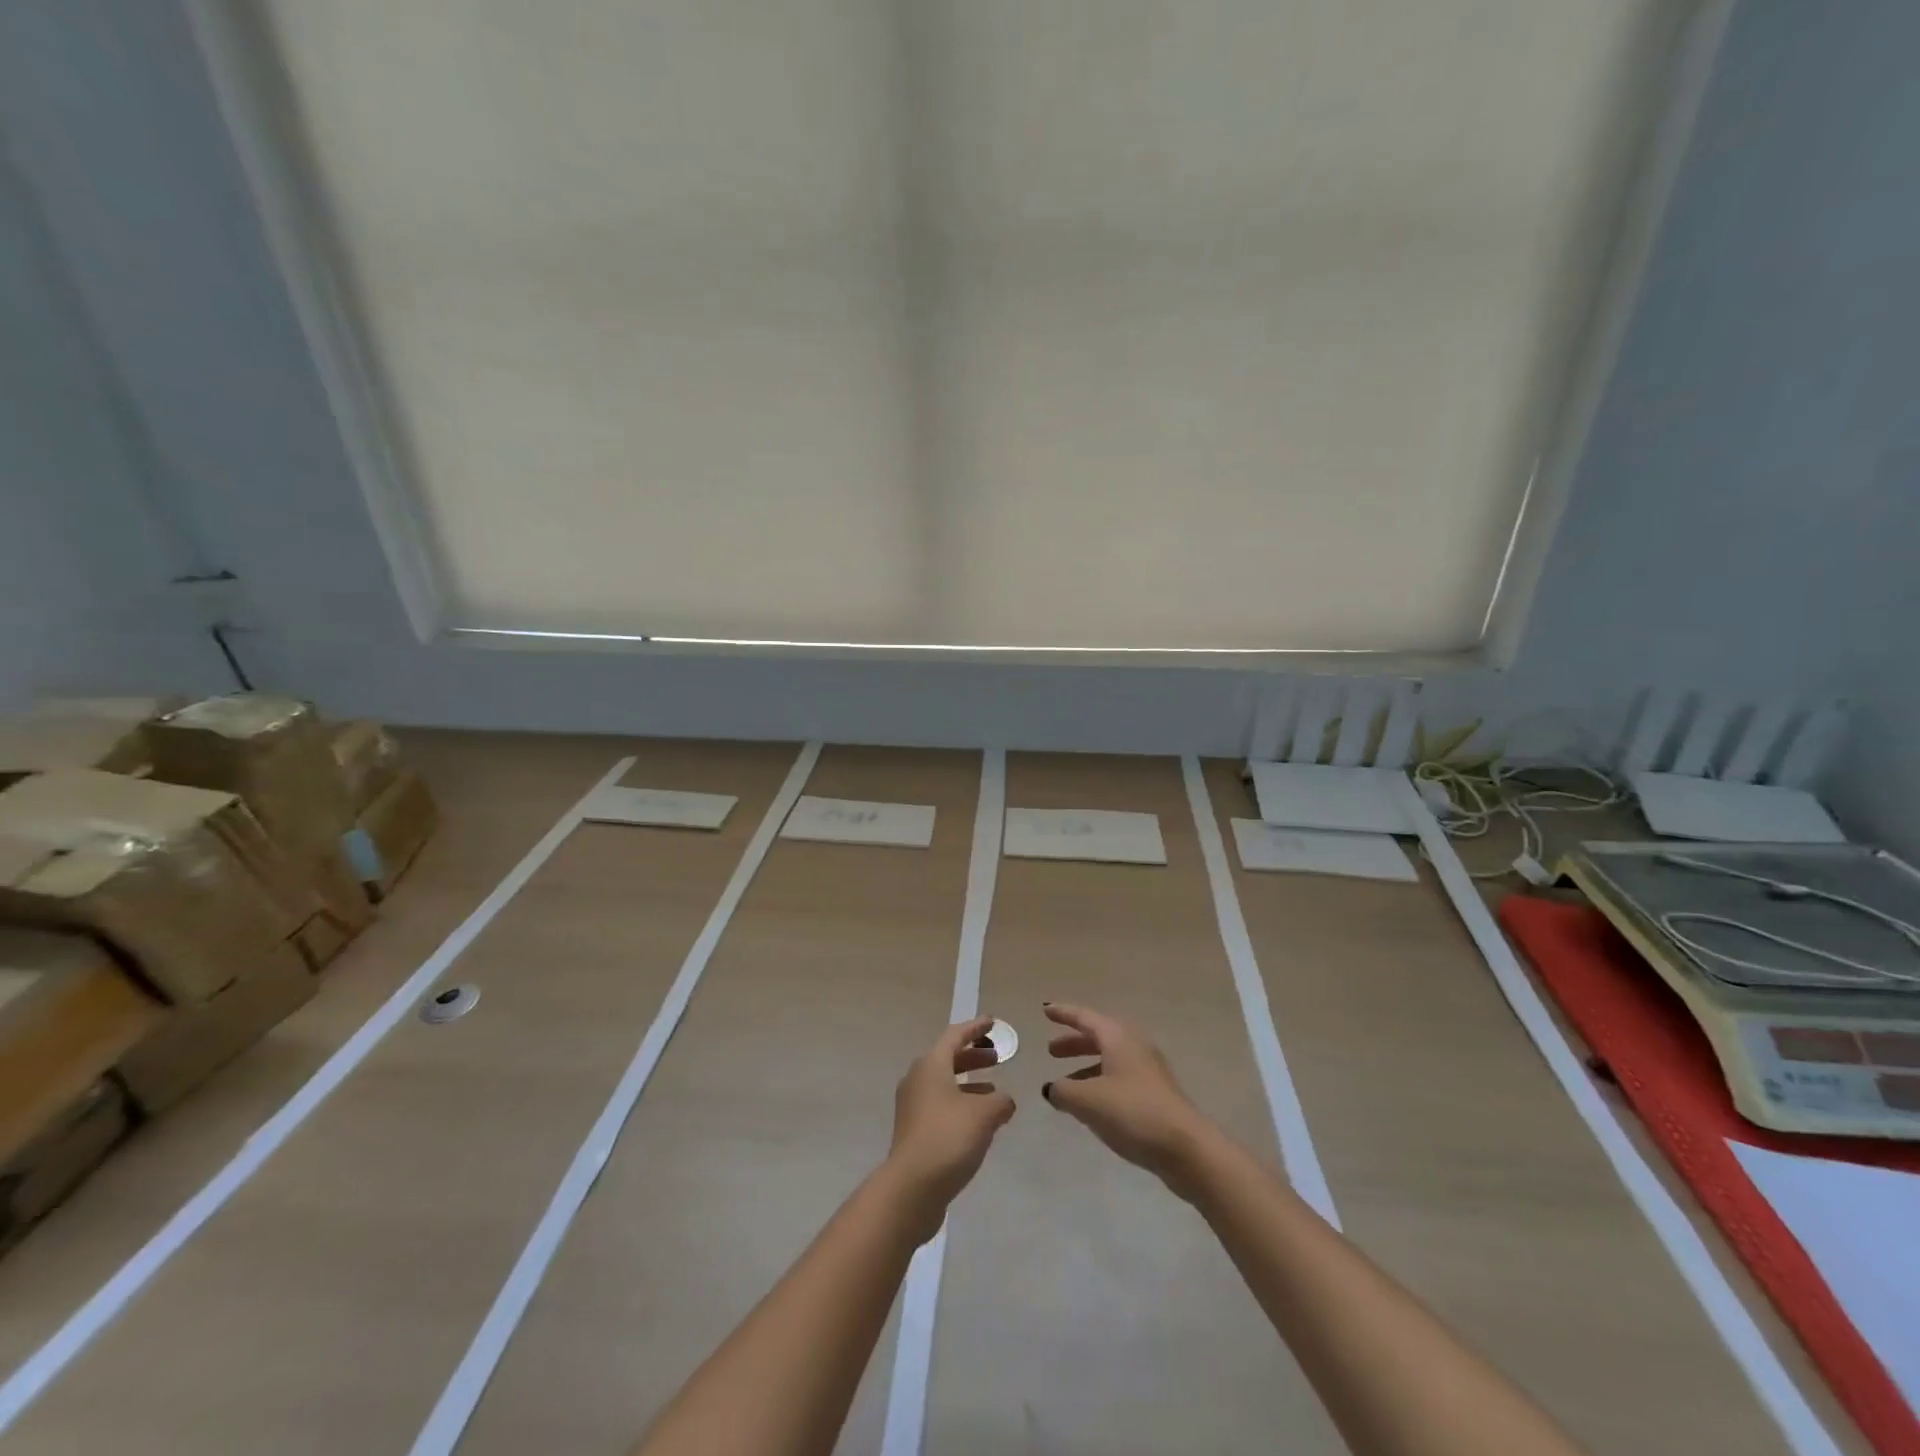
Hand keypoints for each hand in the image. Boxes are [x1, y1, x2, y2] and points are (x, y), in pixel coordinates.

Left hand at [884, 1016, 1015, 1239]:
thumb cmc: (949, 1137)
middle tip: (997, 1057)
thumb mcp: (984, 1114)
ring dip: (969, 1083)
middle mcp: (917, 1079)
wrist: (911, 1188)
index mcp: (931, 1065)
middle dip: (973, 1056)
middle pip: (948, 1058)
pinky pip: (941, 1105)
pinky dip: (961, 1103)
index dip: (976, 1028)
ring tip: (994, 1090)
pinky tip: (979, 1121)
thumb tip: (1004, 1101)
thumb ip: (1000, 1101)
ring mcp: (912, 1106)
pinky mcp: (913, 1131)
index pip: (955, 1035)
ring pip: (944, 1084)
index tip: (992, 1022)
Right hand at [1041, 1003, 1216, 1193]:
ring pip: (1110, 1059)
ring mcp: (1148, 1070)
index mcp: (1117, 1037)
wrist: (1185, 1147)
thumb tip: (1051, 1088)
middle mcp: (1134, 1046)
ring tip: (1066, 1084)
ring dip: (1086, 1066)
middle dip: (1074, 1043)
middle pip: (1098, 1037)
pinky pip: (1120, 1078)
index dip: (1063, 1014)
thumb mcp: (1088, 1100)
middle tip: (1051, 1051)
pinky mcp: (1155, 1094)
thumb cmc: (1133, 1112)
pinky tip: (1091, 1106)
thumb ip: (1063, 1091)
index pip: (1084, 1018)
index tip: (1045, 1010)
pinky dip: (1100, 1083)